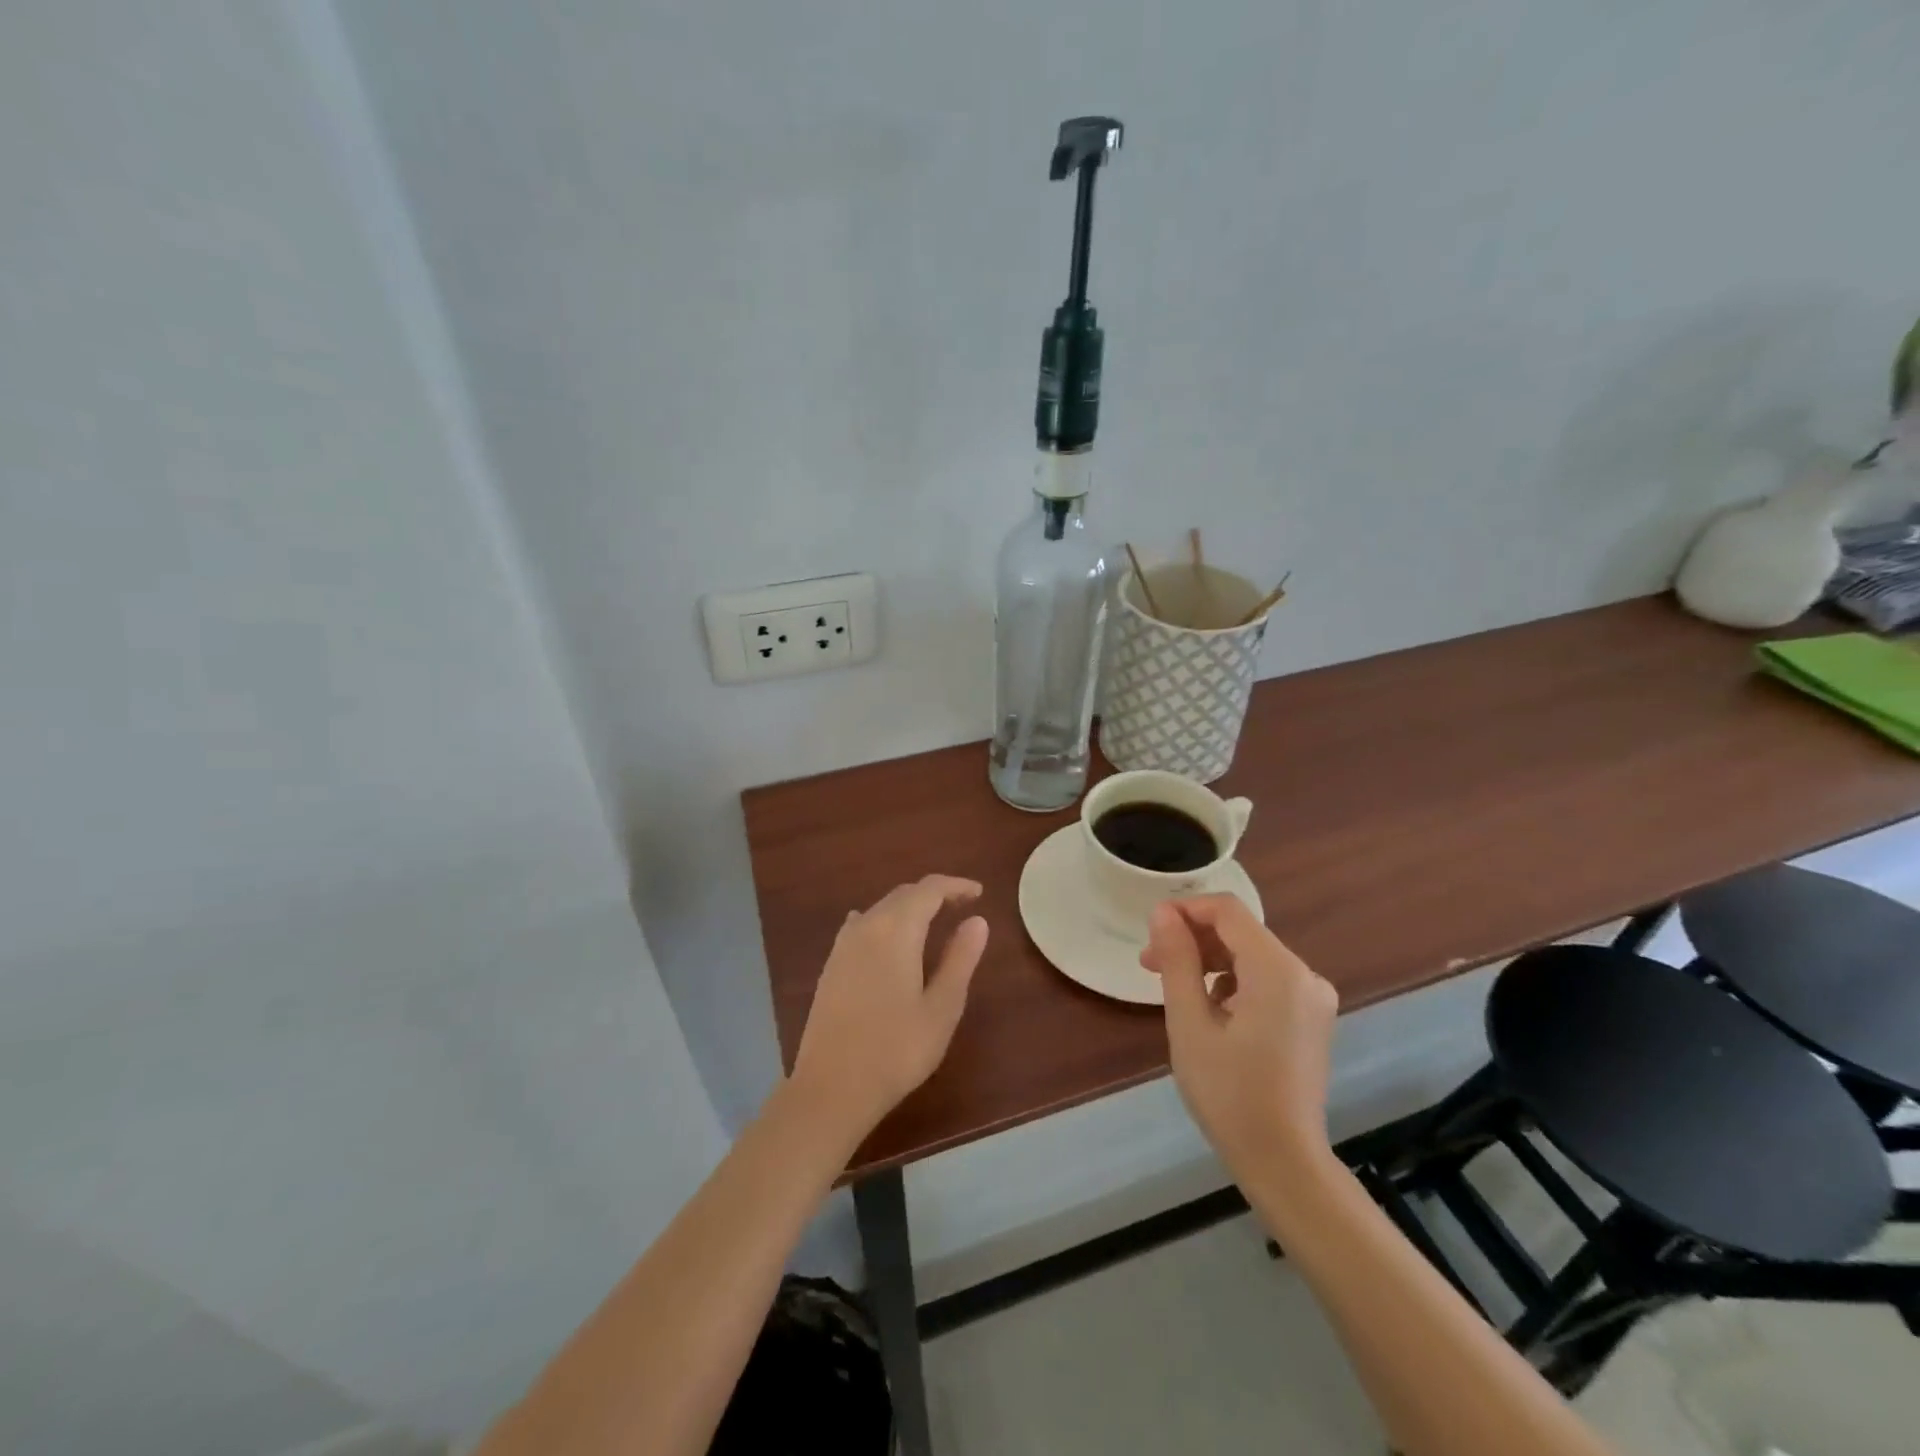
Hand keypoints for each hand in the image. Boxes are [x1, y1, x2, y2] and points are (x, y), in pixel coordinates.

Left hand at [789, 875, 988, 1139]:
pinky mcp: (831, 966)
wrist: (831, 1088)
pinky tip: (888, 939)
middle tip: (962, 906)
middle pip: (903, 894)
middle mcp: (866, 926)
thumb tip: (977, 920)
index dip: (955, 886)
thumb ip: (960, 959)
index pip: (928, 890)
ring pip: (881, 909)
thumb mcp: (942, 1007)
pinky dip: (885, 922)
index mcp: (896, 930)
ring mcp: (843, 945)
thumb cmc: (896, 1050)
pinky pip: (862, 926)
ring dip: (908, 907)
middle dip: (934, 894)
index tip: (979, 893)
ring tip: (933, 922)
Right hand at [1141, 895, 1338, 1173]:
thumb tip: (1163, 913)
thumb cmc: (1230, 1094)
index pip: (1228, 911)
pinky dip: (1232, 983)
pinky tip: (1209, 1012)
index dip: (1186, 910)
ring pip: (1251, 956)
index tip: (1150, 930)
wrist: (1284, 1163)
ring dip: (1209, 962)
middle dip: (1193, 940)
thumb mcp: (1190, 1024)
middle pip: (1240, 932)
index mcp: (1278, 971)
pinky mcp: (1311, 1018)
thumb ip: (1178, 960)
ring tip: (1174, 990)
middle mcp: (1304, 974)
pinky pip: (1265, 980)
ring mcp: (1312, 997)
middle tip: (1149, 964)